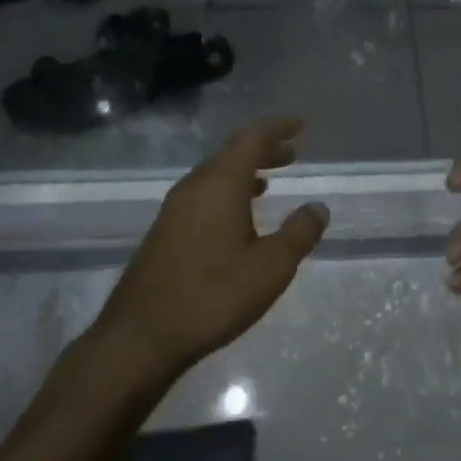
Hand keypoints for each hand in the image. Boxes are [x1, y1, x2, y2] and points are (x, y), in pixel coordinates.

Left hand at [93, 116, 328, 380]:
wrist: (141, 336)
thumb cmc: (213, 295)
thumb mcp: (271, 267)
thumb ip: (299, 233)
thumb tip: (318, 208)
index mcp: (220, 185)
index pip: (251, 138)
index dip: (277, 128)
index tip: (300, 125)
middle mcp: (194, 187)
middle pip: (231, 153)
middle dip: (263, 149)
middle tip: (292, 153)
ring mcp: (174, 209)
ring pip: (215, 174)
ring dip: (245, 171)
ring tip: (270, 180)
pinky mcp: (165, 231)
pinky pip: (203, 195)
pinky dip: (227, 191)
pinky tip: (238, 216)